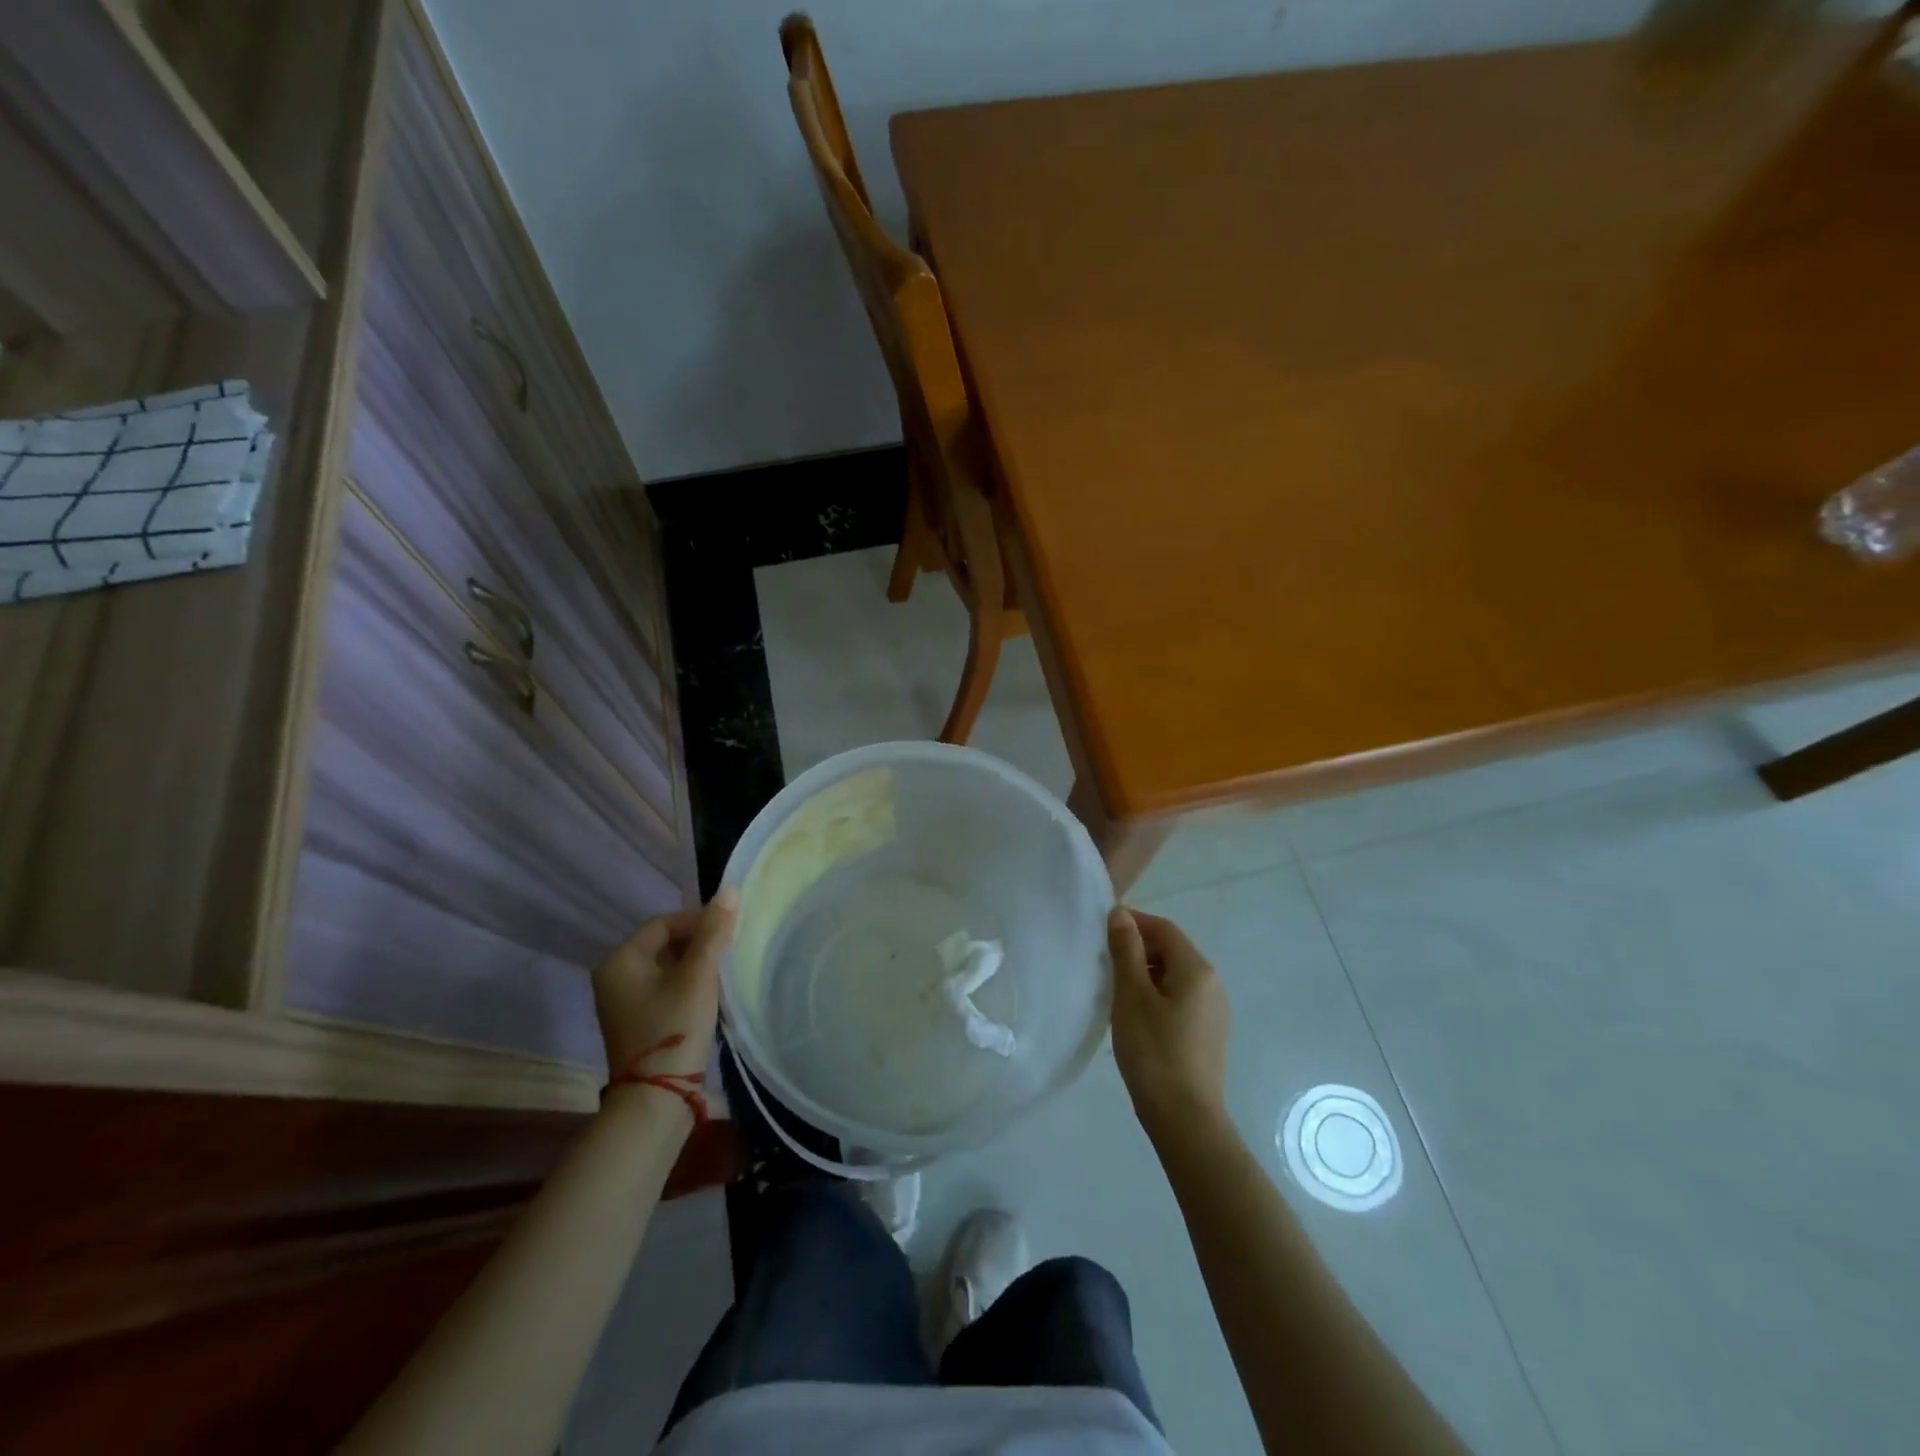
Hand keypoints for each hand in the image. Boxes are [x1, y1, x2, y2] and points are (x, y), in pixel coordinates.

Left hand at [592, 889, 737, 1081]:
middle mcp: (614, 977)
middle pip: (664, 944)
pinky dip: (688, 985)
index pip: (664, 923)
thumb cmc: (674, 1028)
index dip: (699, 921)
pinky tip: (710, 995)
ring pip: (667, 967)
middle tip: (730, 951)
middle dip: (699, 944)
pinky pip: (664, 989)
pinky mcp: (636, 1022)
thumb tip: (730, 890)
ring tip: (725, 972)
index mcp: (620, 960)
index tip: (730, 931)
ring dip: (696, 965)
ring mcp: (623, 1002)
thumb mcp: (699, 976)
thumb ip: (714, 932)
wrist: (656, 1100)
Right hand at [1108, 907, 1230, 1139]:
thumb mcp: (1131, 996)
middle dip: (1137, 949)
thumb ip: (1125, 950)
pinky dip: (1156, 996)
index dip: (1133, 923)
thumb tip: (1121, 914)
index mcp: (1197, 969)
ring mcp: (1213, 1012)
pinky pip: (1179, 1000)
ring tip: (1114, 990)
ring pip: (1174, 977)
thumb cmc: (1154, 1051)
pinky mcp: (1208, 1035)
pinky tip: (1135, 1017)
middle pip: (1172, 951)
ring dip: (1145, 973)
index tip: (1101, 931)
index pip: (1164, 929)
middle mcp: (1212, 984)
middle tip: (1104, 962)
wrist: (1185, 1119)